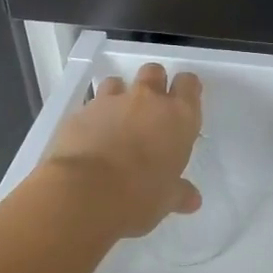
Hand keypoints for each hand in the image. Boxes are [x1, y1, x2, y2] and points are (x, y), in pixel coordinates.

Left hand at [45, 63, 203, 238]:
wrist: (84, 193)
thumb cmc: (139, 196)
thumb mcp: (166, 199)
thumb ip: (179, 192)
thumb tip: (191, 199)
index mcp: (178, 117)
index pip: (189, 84)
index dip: (186, 90)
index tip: (183, 102)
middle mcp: (147, 101)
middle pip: (154, 72)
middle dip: (153, 84)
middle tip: (150, 108)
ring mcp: (111, 102)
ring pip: (118, 82)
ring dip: (119, 96)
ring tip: (116, 120)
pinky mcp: (81, 112)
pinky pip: (91, 106)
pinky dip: (93, 117)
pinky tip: (90, 138)